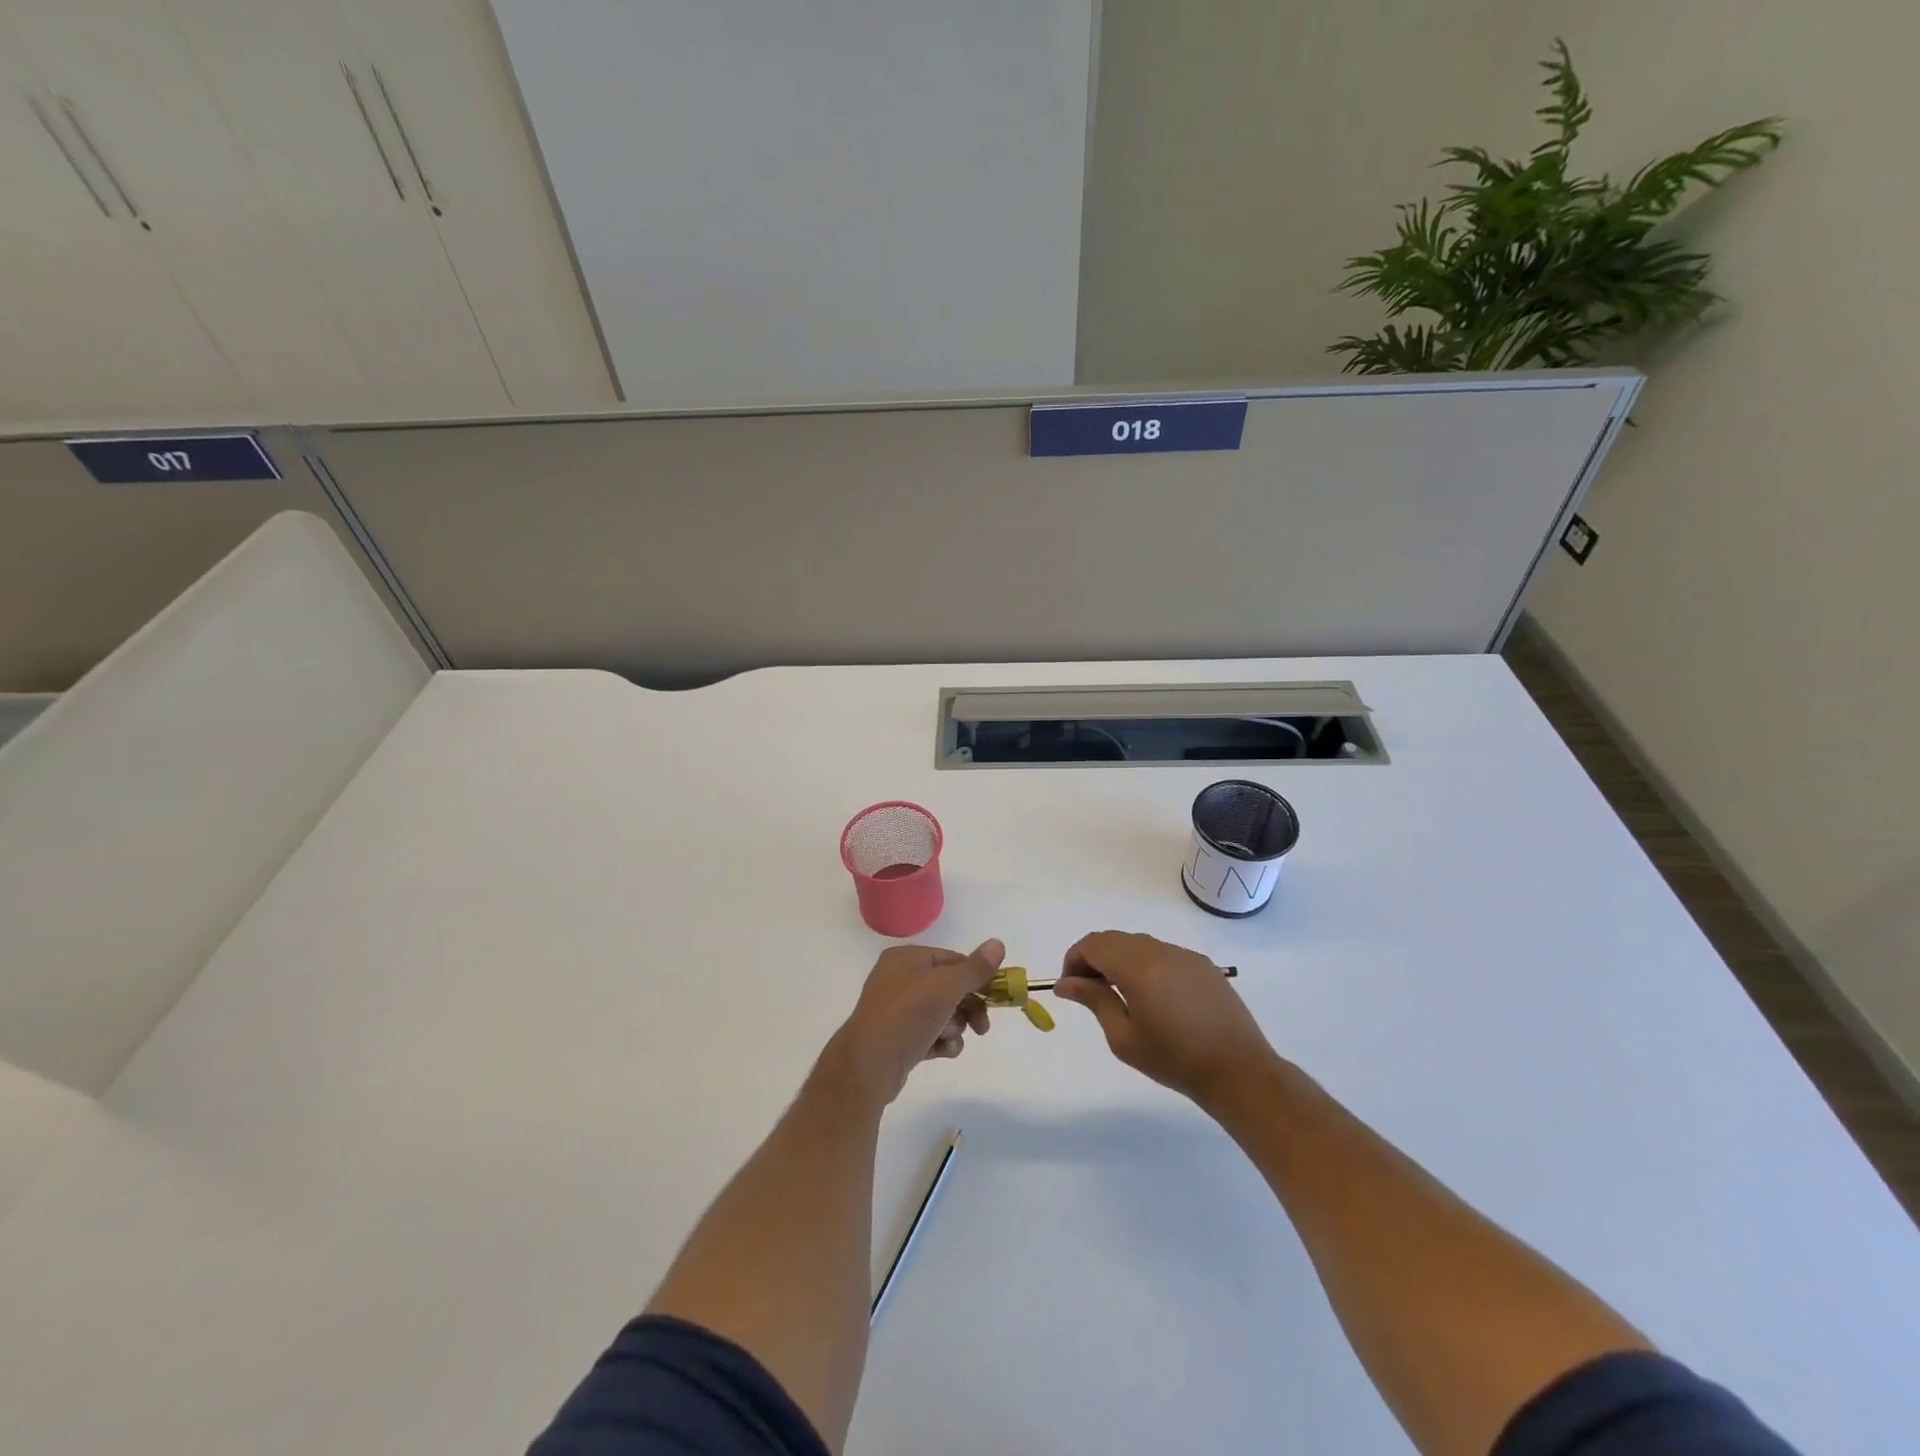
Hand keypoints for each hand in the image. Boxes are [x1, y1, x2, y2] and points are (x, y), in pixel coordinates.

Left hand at [826, 939, 1002, 1104]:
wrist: (869, 1065)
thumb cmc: (908, 1015)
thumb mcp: (946, 986)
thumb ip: (974, 968)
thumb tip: (998, 943)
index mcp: (907, 959)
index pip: (952, 959)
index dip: (976, 977)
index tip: (996, 997)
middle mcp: (900, 979)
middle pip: (949, 988)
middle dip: (968, 1007)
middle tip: (982, 1026)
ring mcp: (898, 1010)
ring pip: (942, 1013)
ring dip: (954, 1026)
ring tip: (949, 1037)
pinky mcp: (899, 1038)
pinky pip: (930, 1034)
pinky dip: (941, 1041)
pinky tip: (942, 1051)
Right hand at [1055, 931, 1277, 1111]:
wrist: (1238, 1071)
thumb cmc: (1174, 1060)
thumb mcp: (1124, 1037)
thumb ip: (1094, 1001)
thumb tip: (1064, 983)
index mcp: (1138, 967)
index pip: (1093, 945)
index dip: (1073, 961)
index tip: (1069, 988)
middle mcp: (1160, 950)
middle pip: (1113, 940)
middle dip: (1093, 959)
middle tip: (1088, 992)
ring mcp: (1184, 955)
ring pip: (1137, 944)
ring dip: (1118, 960)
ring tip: (1118, 995)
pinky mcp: (1201, 964)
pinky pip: (1162, 953)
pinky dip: (1144, 964)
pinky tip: (1152, 996)